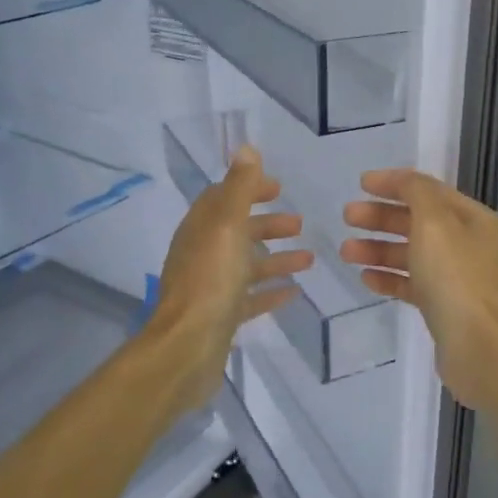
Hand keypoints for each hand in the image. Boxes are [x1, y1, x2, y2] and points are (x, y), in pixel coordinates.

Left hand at [147, 146, 312, 410]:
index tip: (279, 188)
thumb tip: (246, 148)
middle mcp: (202, 255)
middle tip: (299, 224)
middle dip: (267, 224)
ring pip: (246, 266)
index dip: (249, 189)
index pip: (223, 199)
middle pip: (237, 232)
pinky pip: (249, 298)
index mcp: (200, 230)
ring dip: (275, 258)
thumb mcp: (227, 227)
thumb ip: (239, 189)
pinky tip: (293, 292)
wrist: (187, 349)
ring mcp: (210, 288)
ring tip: (309, 258)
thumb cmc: (210, 282)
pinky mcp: (221, 317)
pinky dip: (270, 291)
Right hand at [340, 169, 497, 411]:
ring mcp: (456, 278)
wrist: (478, 346)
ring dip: (378, 249)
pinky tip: (365, 278)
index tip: (361, 184)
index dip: (395, 184)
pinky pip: (412, 284)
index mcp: (473, 219)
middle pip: (418, 222)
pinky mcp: (444, 307)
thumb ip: (415, 192)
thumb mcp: (434, 222)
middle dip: (381, 218)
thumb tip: (402, 180)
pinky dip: (389, 278)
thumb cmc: (455, 276)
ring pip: (412, 255)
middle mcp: (468, 245)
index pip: (429, 191)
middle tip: (347, 217)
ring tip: (346, 252)